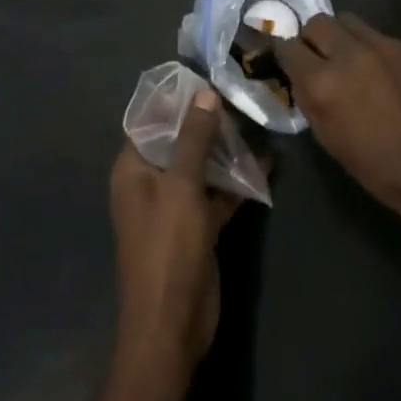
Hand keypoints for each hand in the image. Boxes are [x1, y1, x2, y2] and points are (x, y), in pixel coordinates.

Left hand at [109, 86, 240, 379]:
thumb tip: (205, 93)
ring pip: (201, 165)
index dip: (178, 98)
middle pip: (180, 140)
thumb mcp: (181, 187)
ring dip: (226, 149)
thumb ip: (193, 138)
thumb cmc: (167, 249)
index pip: (152, 120)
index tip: (211, 74)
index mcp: (134, 169)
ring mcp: (175, 205)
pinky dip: (237, 180)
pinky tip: (266, 163)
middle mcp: (151, 182)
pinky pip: (217, 192)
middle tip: (242, 93)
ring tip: (257, 120)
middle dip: (209, 120)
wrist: (172, 327)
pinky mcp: (198, 226)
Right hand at [275, 13, 400, 229]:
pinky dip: (367, 46)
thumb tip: (300, 74)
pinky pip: (374, 33)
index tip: (291, 63)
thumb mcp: (326, 135)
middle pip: (317, 22)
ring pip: (346, 20)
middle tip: (318, 58)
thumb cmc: (373, 164)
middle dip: (312, 38)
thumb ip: (308, 96)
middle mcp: (348, 54)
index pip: (289, 47)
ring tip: (347, 59)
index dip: (287, 55)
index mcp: (322, 82)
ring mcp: (380, 45)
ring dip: (339, 36)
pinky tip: (377, 70)